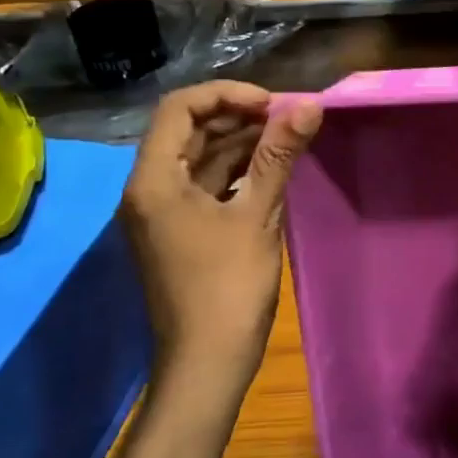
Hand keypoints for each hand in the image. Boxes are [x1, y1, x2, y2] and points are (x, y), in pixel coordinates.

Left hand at [121, 81, 321, 401]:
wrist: (207, 362)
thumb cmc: (228, 287)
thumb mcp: (256, 215)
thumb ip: (279, 156)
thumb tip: (309, 105)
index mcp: (154, 180)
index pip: (179, 108)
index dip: (226, 95)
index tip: (273, 104)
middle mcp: (148, 189)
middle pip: (186, 130)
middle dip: (236, 116)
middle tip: (286, 118)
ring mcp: (162, 212)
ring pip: (198, 157)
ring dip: (239, 142)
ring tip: (286, 137)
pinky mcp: (179, 230)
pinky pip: (205, 184)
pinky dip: (235, 170)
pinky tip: (270, 169)